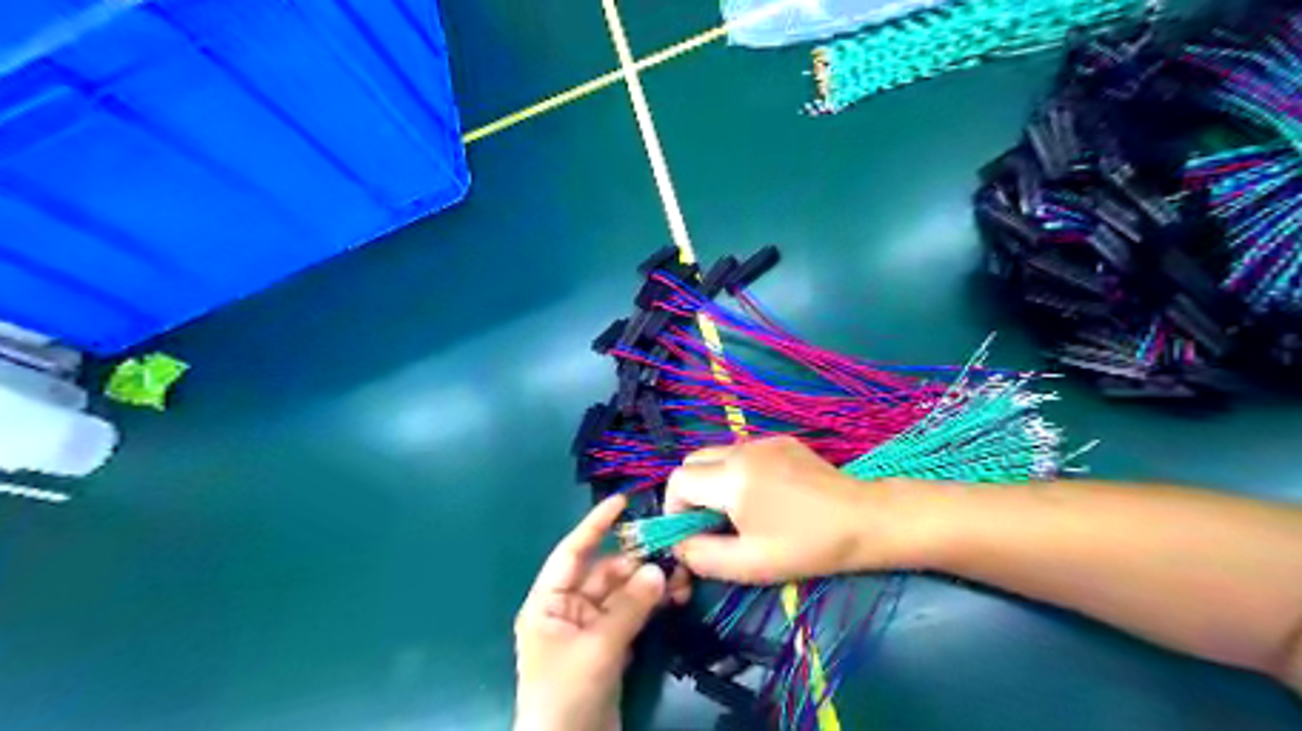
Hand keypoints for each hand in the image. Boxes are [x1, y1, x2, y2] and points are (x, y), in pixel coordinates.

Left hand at [513, 495, 690, 726]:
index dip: (595, 525)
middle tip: (672, 549)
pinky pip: (632, 615)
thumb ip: (629, 607)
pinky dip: (652, 606)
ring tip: (683, 576)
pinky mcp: (610, 647)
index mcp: (548, 603)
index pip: (572, 552)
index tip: (622, 500)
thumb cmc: (566, 694)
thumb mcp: (597, 647)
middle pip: (605, 573)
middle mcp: (567, 609)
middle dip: (636, 561)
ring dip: (650, 584)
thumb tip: (659, 570)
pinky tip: (676, 597)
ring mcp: (590, 628)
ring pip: (623, 594)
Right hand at [666, 438, 906, 584]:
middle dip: (691, 491)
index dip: (674, 507)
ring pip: (716, 454)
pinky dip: (737, 470)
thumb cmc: (807, 546)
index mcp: (731, 478)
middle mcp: (741, 450)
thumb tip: (678, 544)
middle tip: (711, 521)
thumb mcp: (749, 564)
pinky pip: (741, 451)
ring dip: (713, 480)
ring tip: (739, 509)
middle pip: (692, 461)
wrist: (863, 519)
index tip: (691, 531)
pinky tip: (765, 494)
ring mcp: (762, 440)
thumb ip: (701, 556)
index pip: (678, 479)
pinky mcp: (780, 440)